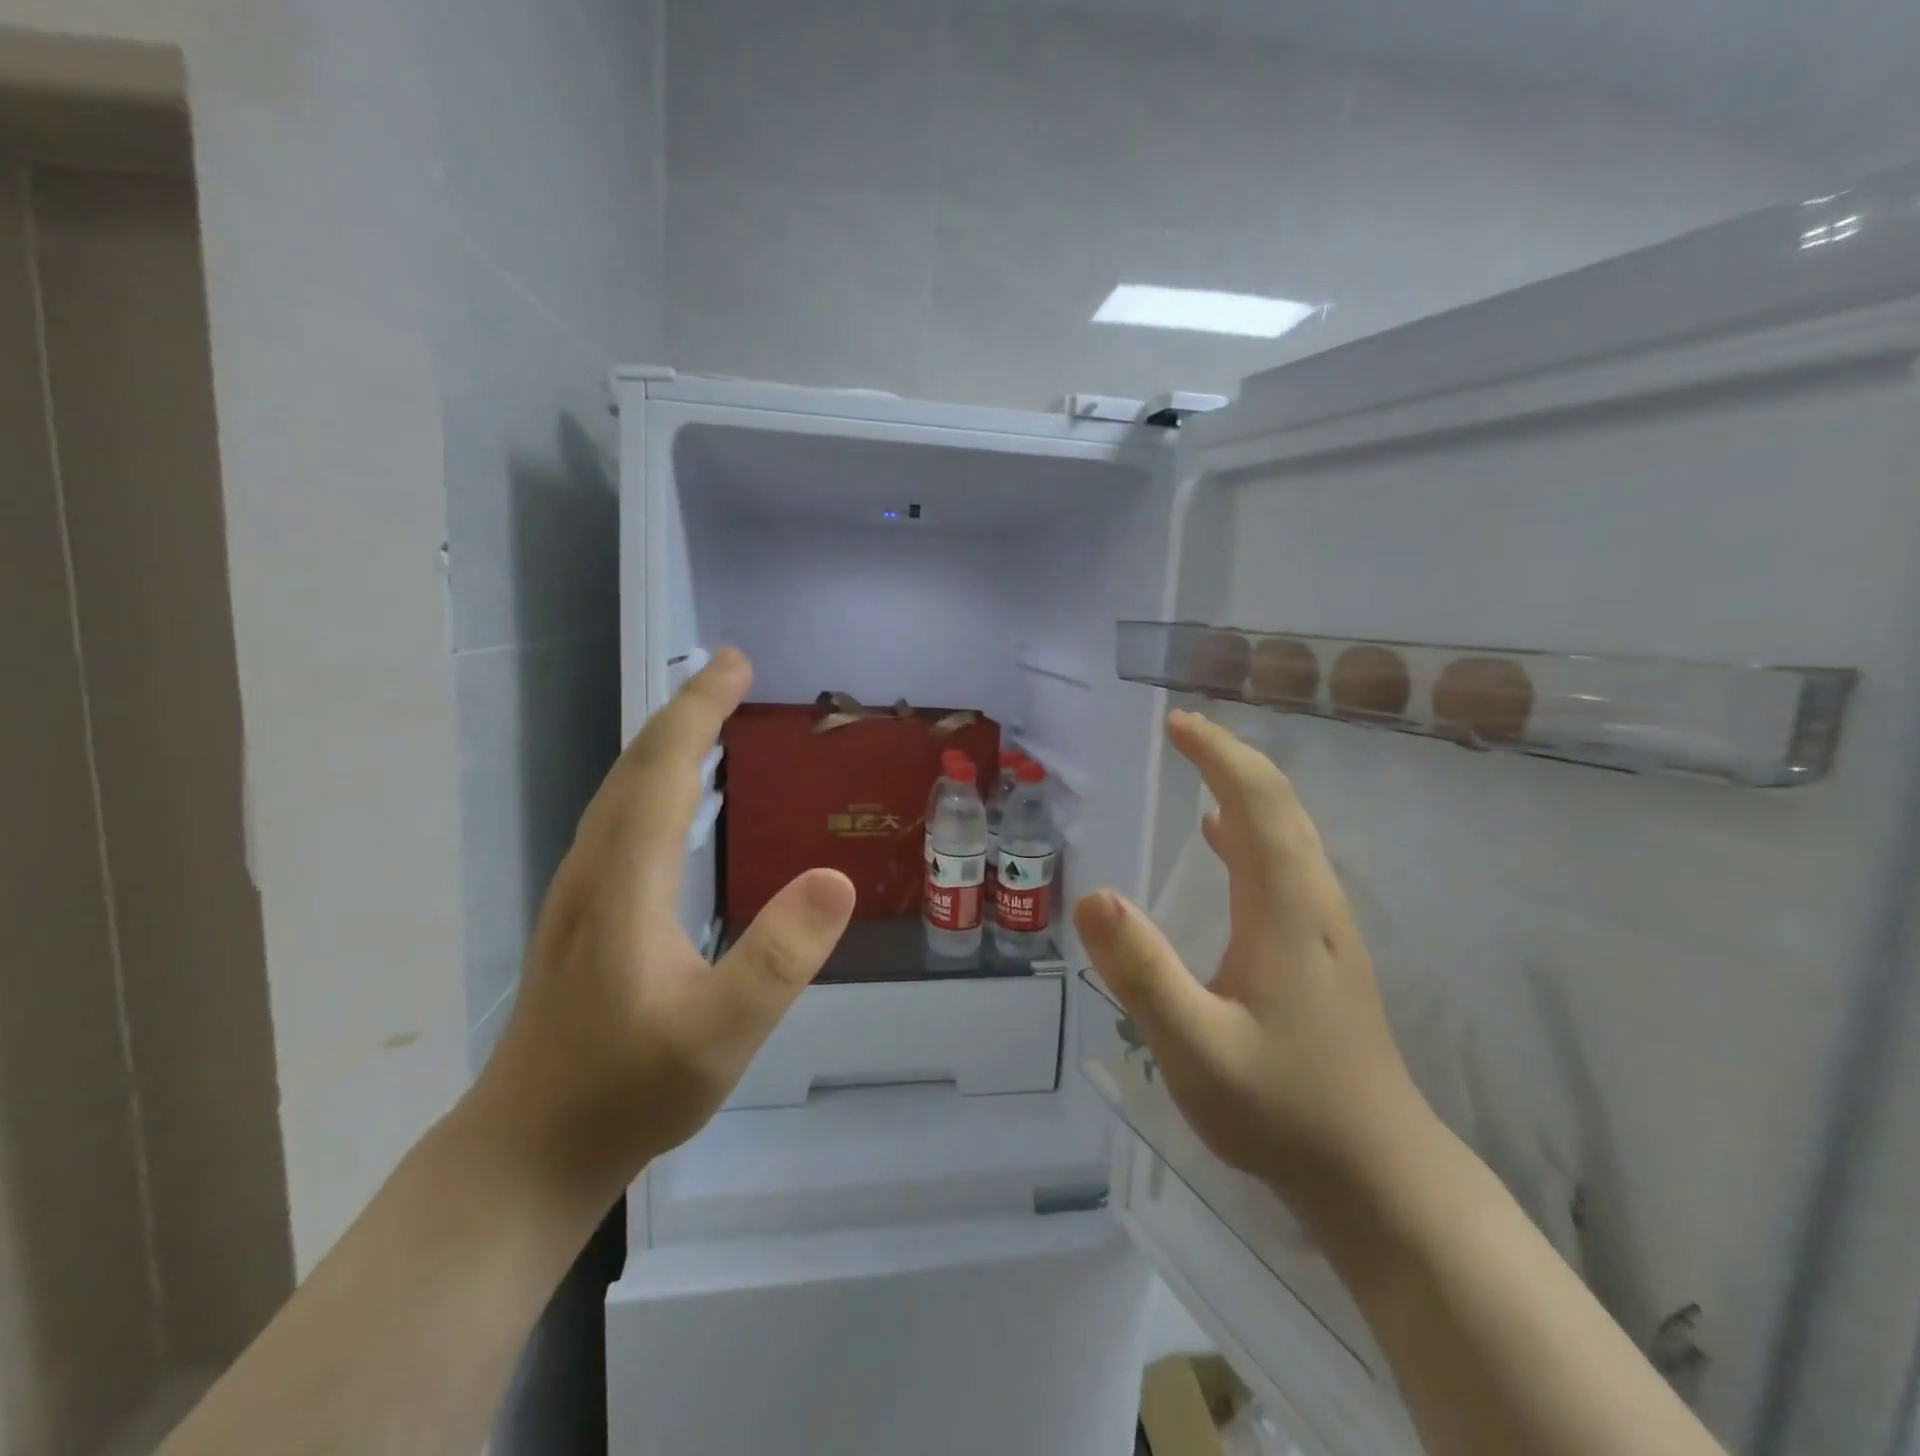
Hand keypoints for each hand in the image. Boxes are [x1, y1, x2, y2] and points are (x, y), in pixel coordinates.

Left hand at [470, 648, 854, 1201]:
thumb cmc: (628, 1092)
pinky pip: (621, 817)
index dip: (701, 709)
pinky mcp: (583, 912)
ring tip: (712, 716)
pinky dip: (655, 780)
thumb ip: (779, 958)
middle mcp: (595, 868)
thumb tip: (836, 877)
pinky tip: (679, 798)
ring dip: (667, 741)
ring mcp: (581, 890)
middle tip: (734, 671)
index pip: (664, 769)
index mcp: (625, 881)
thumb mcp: (721, 1034)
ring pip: (622, 789)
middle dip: (687, 709)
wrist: (528, 1150)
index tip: (736, 663)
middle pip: (637, 766)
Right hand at [1074, 711, 1430, 1209]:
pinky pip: (1284, 863)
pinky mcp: (1320, 949)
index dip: (1217, 754)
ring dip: (1243, 786)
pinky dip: (1250, 829)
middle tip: (1181, 730)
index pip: (1256, 801)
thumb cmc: (1284, 1110)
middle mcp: (1312, 901)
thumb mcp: (1195, 1049)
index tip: (1176, 723)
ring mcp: (1323, 925)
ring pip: (1287, 831)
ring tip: (1197, 763)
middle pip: (1279, 804)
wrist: (1378, 1174)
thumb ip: (1143, 972)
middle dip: (1230, 756)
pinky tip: (1219, 838)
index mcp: (1286, 907)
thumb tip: (1094, 894)